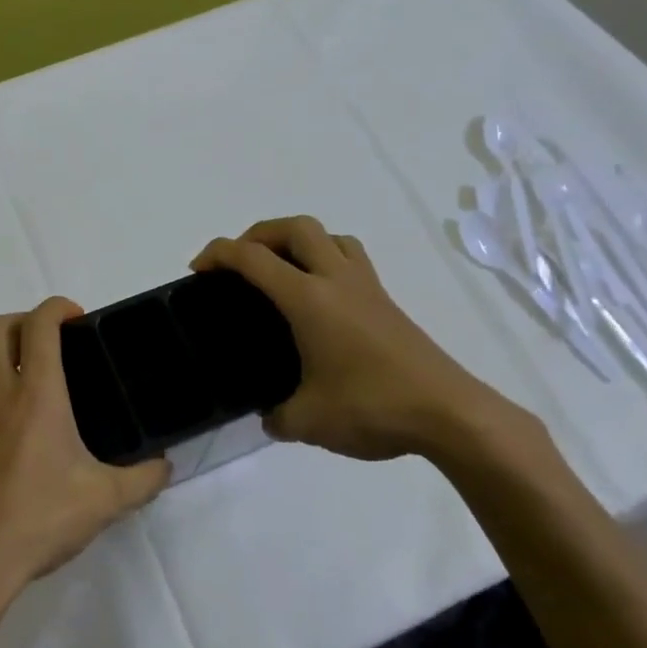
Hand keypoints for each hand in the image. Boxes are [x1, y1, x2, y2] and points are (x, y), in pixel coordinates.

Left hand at [0, 297, 170, 599]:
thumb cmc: (39, 519)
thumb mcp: (105, 501)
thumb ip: (143, 480)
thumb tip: (165, 467)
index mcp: (35, 395)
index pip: (38, 325)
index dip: (57, 307)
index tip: (77, 317)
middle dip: (25, 320)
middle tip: (55, 343)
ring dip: (6, 354)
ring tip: (39, 385)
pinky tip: (17, 437)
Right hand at [192, 216, 523, 464]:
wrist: (448, 412)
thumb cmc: (372, 407)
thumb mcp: (308, 421)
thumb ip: (276, 415)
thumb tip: (269, 414)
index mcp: (308, 298)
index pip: (253, 258)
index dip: (218, 254)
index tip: (198, 269)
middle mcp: (336, 280)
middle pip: (294, 227)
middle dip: (257, 234)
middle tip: (240, 263)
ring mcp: (367, 287)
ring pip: (328, 235)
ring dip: (296, 240)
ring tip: (280, 270)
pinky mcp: (386, 302)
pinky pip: (350, 258)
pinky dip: (325, 259)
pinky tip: (320, 298)